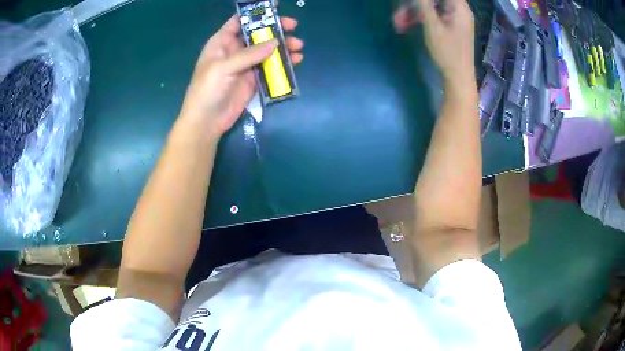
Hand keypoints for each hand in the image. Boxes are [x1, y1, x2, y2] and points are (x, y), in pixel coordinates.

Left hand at [179, 14, 303, 138]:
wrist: (207, 121)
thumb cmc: (207, 90)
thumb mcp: (224, 67)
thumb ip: (249, 54)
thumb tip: (275, 42)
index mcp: (222, 42)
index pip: (239, 21)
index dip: (256, 13)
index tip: (275, 7)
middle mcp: (235, 50)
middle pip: (257, 34)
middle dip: (275, 29)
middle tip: (293, 26)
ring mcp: (245, 65)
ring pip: (267, 50)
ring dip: (283, 46)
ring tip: (298, 46)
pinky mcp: (254, 79)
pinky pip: (270, 66)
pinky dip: (283, 63)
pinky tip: (296, 61)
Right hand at [394, 0, 474, 87]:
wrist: (458, 78)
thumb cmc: (448, 53)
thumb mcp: (433, 26)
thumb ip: (423, 5)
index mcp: (459, 8)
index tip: (410, 1)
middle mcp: (457, 10)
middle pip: (433, 0)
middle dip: (413, 4)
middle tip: (398, 14)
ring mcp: (452, 19)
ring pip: (430, 7)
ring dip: (412, 12)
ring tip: (397, 23)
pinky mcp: (448, 27)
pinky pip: (432, 16)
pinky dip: (419, 19)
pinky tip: (405, 26)